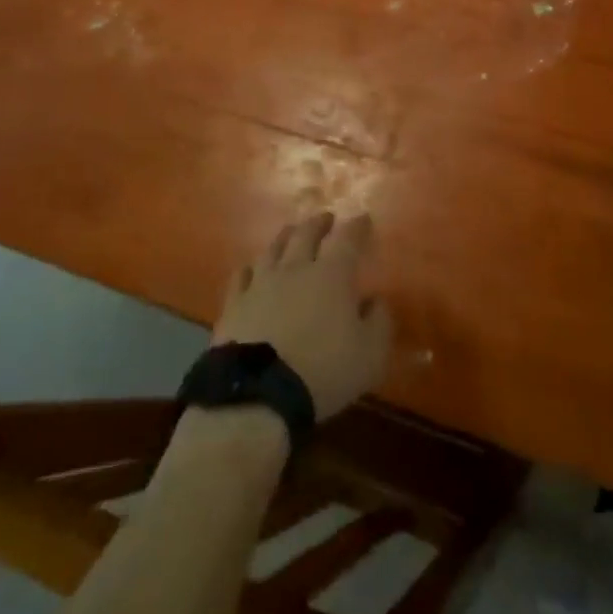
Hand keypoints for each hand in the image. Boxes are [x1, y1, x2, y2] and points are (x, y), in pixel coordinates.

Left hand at [214, 212, 392, 419]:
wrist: (257, 394)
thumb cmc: (323, 372)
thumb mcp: (369, 355)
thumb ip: (378, 323)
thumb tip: (375, 301)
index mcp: (332, 275)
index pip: (347, 239)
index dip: (357, 226)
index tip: (364, 219)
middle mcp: (295, 269)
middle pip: (307, 234)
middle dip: (319, 223)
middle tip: (326, 219)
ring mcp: (260, 283)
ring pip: (273, 248)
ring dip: (286, 237)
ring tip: (291, 233)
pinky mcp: (233, 304)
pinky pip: (241, 275)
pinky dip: (251, 267)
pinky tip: (252, 268)